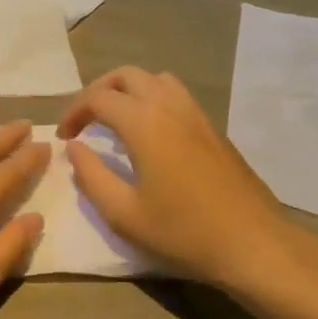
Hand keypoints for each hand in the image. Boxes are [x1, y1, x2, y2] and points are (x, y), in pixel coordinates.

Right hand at [58, 68, 299, 286]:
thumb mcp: (123, 213)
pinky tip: (149, 133)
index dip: (74, 112)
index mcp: (144, 122)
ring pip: (155, 79)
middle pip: (126, 76)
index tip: (64, 138)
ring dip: (129, 90)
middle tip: (84, 120)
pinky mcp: (213, 128)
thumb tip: (74, 149)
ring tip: (115, 119)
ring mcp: (196, 114)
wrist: (253, 243)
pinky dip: (152, 99)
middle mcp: (170, 106)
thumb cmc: (183, 231)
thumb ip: (91, 176)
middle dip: (98, 91)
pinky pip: (176, 94)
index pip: (98, 98)